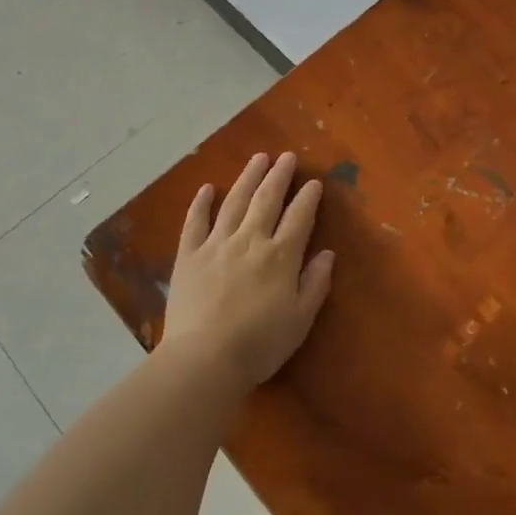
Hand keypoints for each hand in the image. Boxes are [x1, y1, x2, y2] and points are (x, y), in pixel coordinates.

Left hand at [160, 151, 335, 389]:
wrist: (204, 358)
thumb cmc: (259, 345)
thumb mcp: (300, 320)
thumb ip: (315, 283)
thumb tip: (327, 253)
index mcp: (280, 256)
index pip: (299, 218)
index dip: (308, 198)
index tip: (314, 182)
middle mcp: (250, 240)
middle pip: (266, 199)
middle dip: (279, 175)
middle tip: (286, 156)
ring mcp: (216, 244)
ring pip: (234, 201)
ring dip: (248, 177)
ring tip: (258, 158)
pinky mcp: (188, 255)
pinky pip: (195, 222)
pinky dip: (201, 203)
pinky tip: (207, 188)